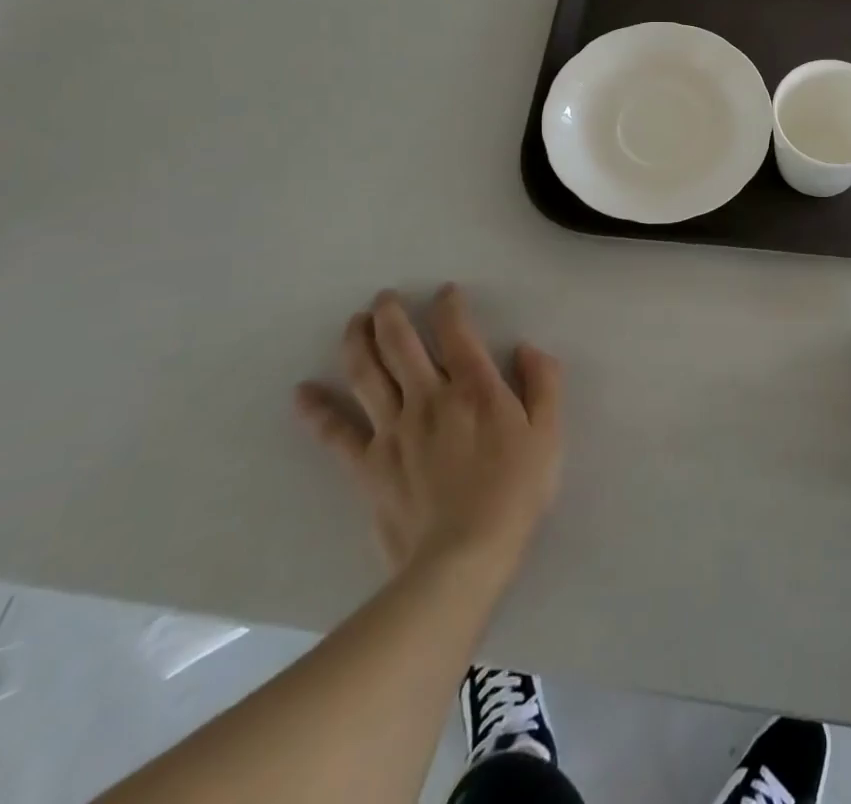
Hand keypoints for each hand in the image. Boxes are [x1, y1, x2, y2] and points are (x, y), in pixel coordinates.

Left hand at [296, 284, 562, 576]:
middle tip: (383, 298)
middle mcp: (429, 397)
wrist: (462, 557)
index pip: (457, 331)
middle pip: (400, 345)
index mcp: (475, 387)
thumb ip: (543, 383)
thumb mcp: (548, 433)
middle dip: (390, 314)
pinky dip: (317, 410)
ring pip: (367, 374)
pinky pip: (336, 433)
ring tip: (353, 322)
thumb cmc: (515, 492)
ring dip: (356, 343)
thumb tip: (528, 347)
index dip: (449, 306)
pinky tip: (302, 392)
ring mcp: (392, 430)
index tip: (445, 292)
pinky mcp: (367, 465)